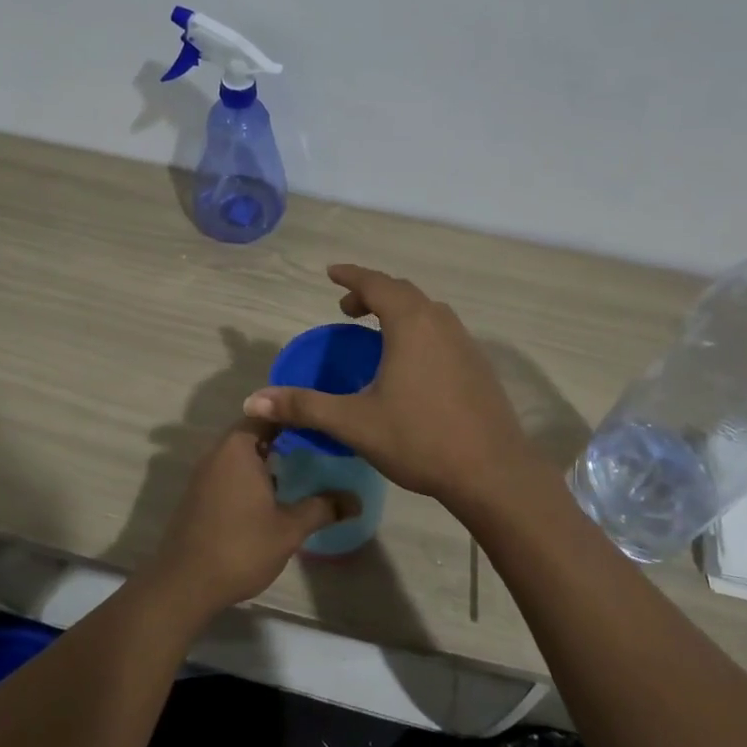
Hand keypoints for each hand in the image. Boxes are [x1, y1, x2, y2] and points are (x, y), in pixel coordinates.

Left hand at [145, 422, 347, 617]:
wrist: (184, 584)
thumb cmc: (240, 547)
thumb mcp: (289, 529)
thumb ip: (322, 508)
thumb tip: (355, 500)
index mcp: (238, 447)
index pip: (269, 412)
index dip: (295, 413)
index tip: (322, 420)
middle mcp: (218, 452)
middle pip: (256, 430)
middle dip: (286, 437)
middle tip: (320, 445)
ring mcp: (205, 473)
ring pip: (243, 452)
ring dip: (269, 457)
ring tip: (304, 468)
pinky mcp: (200, 493)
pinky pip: (231, 470)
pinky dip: (252, 473)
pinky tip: (274, 494)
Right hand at [242, 264, 538, 511]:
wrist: (493, 473)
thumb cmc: (420, 439)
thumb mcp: (354, 423)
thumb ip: (304, 406)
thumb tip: (253, 399)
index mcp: (410, 324)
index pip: (375, 283)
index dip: (350, 275)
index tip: (330, 273)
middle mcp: (440, 322)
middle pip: (402, 291)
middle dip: (371, 292)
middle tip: (346, 308)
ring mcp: (465, 342)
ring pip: (426, 310)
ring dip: (398, 309)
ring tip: (376, 331)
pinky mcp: (478, 364)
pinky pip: (442, 330)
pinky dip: (418, 328)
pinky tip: (411, 362)